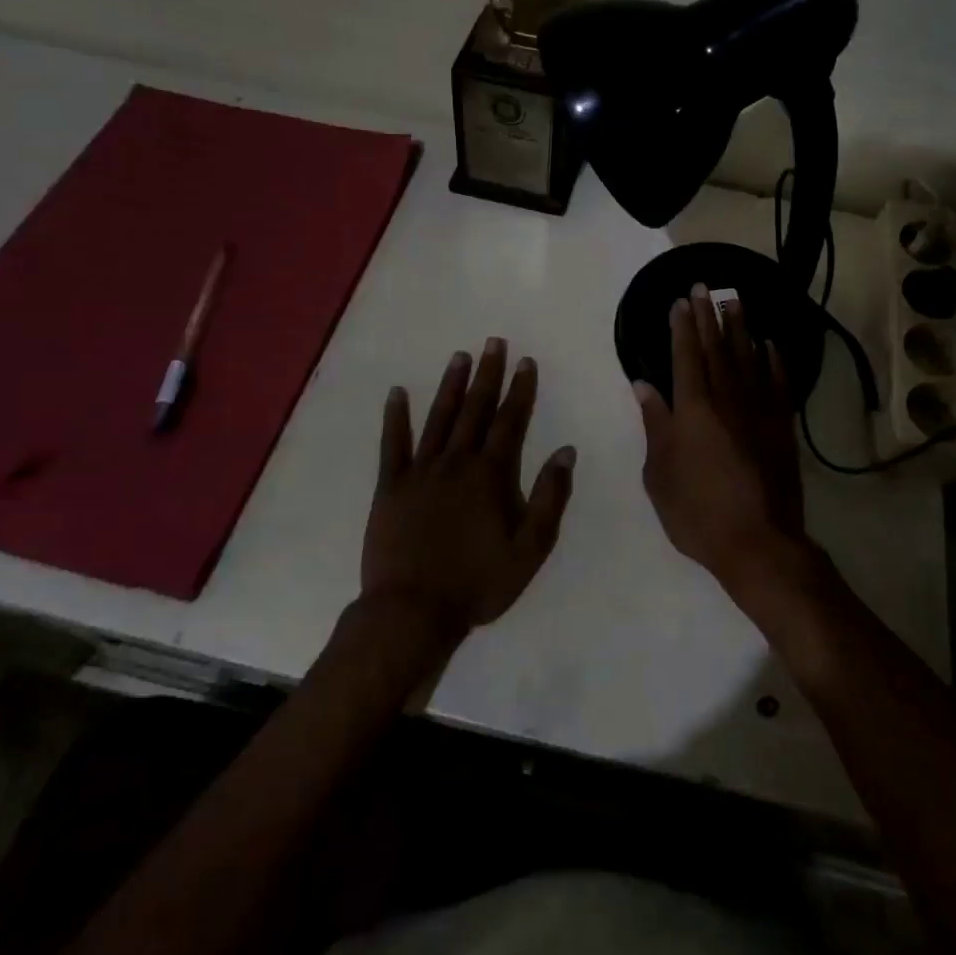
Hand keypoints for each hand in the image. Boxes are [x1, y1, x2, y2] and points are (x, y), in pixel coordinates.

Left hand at [361, 339, 575, 650]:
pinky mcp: (390, 486)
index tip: (526, 361)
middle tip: (493, 342)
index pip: (509, 421)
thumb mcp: (529, 549)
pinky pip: (392, 444)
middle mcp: (456, 462)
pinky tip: (397, 393)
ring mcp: (420, 471)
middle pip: (475, 409)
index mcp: (490, 475)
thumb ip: (549, 497)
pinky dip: (395, 417)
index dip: (520, 390)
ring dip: (450, 386)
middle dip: (487, 374)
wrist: (412, 612)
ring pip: (438, 418)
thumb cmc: (477, 583)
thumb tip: (565, 451)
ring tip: (459, 356)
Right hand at [634, 285, 806, 591]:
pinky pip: (777, 382)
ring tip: (734, 300)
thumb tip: (645, 385)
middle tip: (704, 286)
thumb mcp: (660, 474)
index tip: (680, 301)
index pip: (686, 357)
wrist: (759, 543)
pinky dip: (773, 360)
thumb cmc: (698, 513)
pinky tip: (769, 344)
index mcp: (693, 410)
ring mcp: (759, 411)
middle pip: (716, 348)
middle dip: (708, 316)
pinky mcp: (781, 426)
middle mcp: (727, 400)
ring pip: (748, 357)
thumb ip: (655, 425)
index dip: (682, 327)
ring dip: (739, 327)